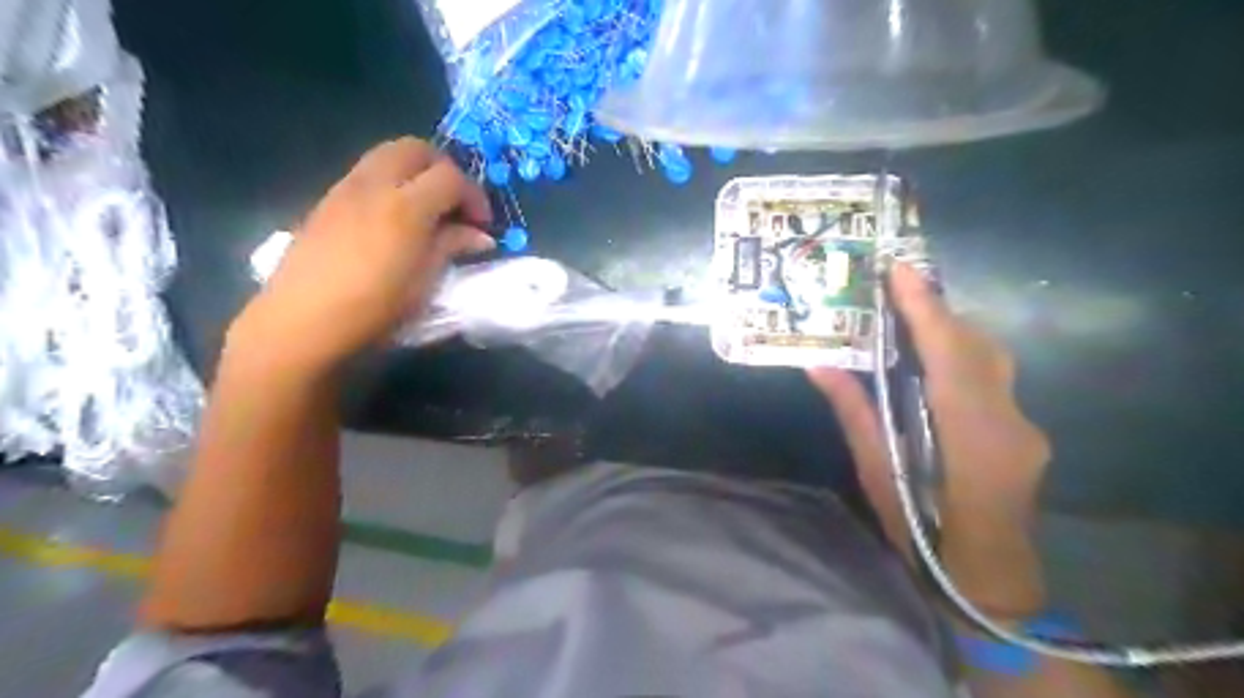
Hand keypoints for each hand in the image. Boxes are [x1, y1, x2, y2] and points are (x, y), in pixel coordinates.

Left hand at [228, 137, 493, 373]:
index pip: (450, 176)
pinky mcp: (326, 201)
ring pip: (387, 155)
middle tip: (455, 205)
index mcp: (406, 207)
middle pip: (416, 149)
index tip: (482, 225)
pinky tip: (393, 221)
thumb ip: (452, 247)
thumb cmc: (374, 310)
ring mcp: (345, 189)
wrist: (301, 323)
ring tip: (426, 212)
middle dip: (444, 170)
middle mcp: (374, 185)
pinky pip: (366, 174)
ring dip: (416, 173)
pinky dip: (390, 184)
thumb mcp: (425, 282)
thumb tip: (479, 236)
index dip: (474, 196)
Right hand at [818, 261, 1047, 614]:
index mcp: (967, 435)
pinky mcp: (1027, 430)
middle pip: (975, 346)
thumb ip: (854, 413)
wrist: (988, 577)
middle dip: (936, 310)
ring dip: (950, 329)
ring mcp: (1025, 424)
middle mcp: (1007, 421)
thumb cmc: (922, 530)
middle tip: (895, 287)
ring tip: (909, 315)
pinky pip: (995, 376)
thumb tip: (818, 365)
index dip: (924, 308)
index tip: (899, 270)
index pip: (947, 355)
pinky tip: (934, 360)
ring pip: (991, 356)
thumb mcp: (878, 473)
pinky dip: (963, 354)